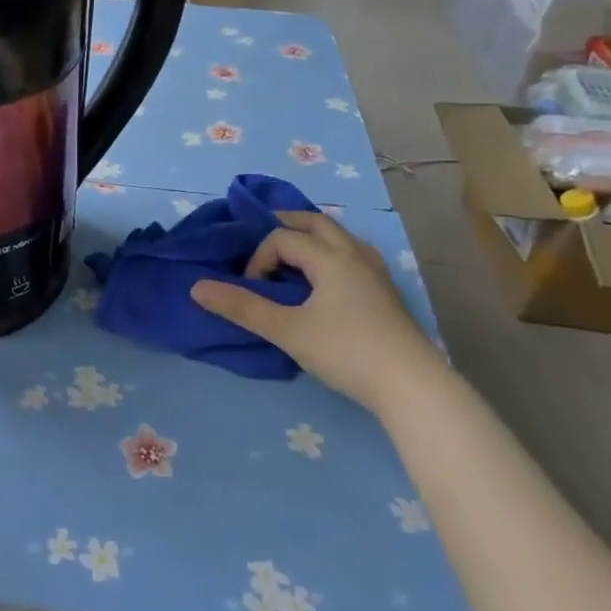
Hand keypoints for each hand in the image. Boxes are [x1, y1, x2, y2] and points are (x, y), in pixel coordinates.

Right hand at [190, 209, 444, 413]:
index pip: (282, 237)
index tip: (252, 291)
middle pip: (315, 222)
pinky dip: (329, 255)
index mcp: (331, 257)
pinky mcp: (385, 293)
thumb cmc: (346, 352)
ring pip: (339, 237)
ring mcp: (376, 272)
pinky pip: (352, 255)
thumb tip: (197, 288)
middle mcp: (355, 254)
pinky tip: (325, 282)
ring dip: (310, 239)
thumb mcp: (287, 330)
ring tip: (290, 259)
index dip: (258, 258)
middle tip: (259, 242)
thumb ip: (242, 307)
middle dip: (284, 225)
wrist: (413, 387)